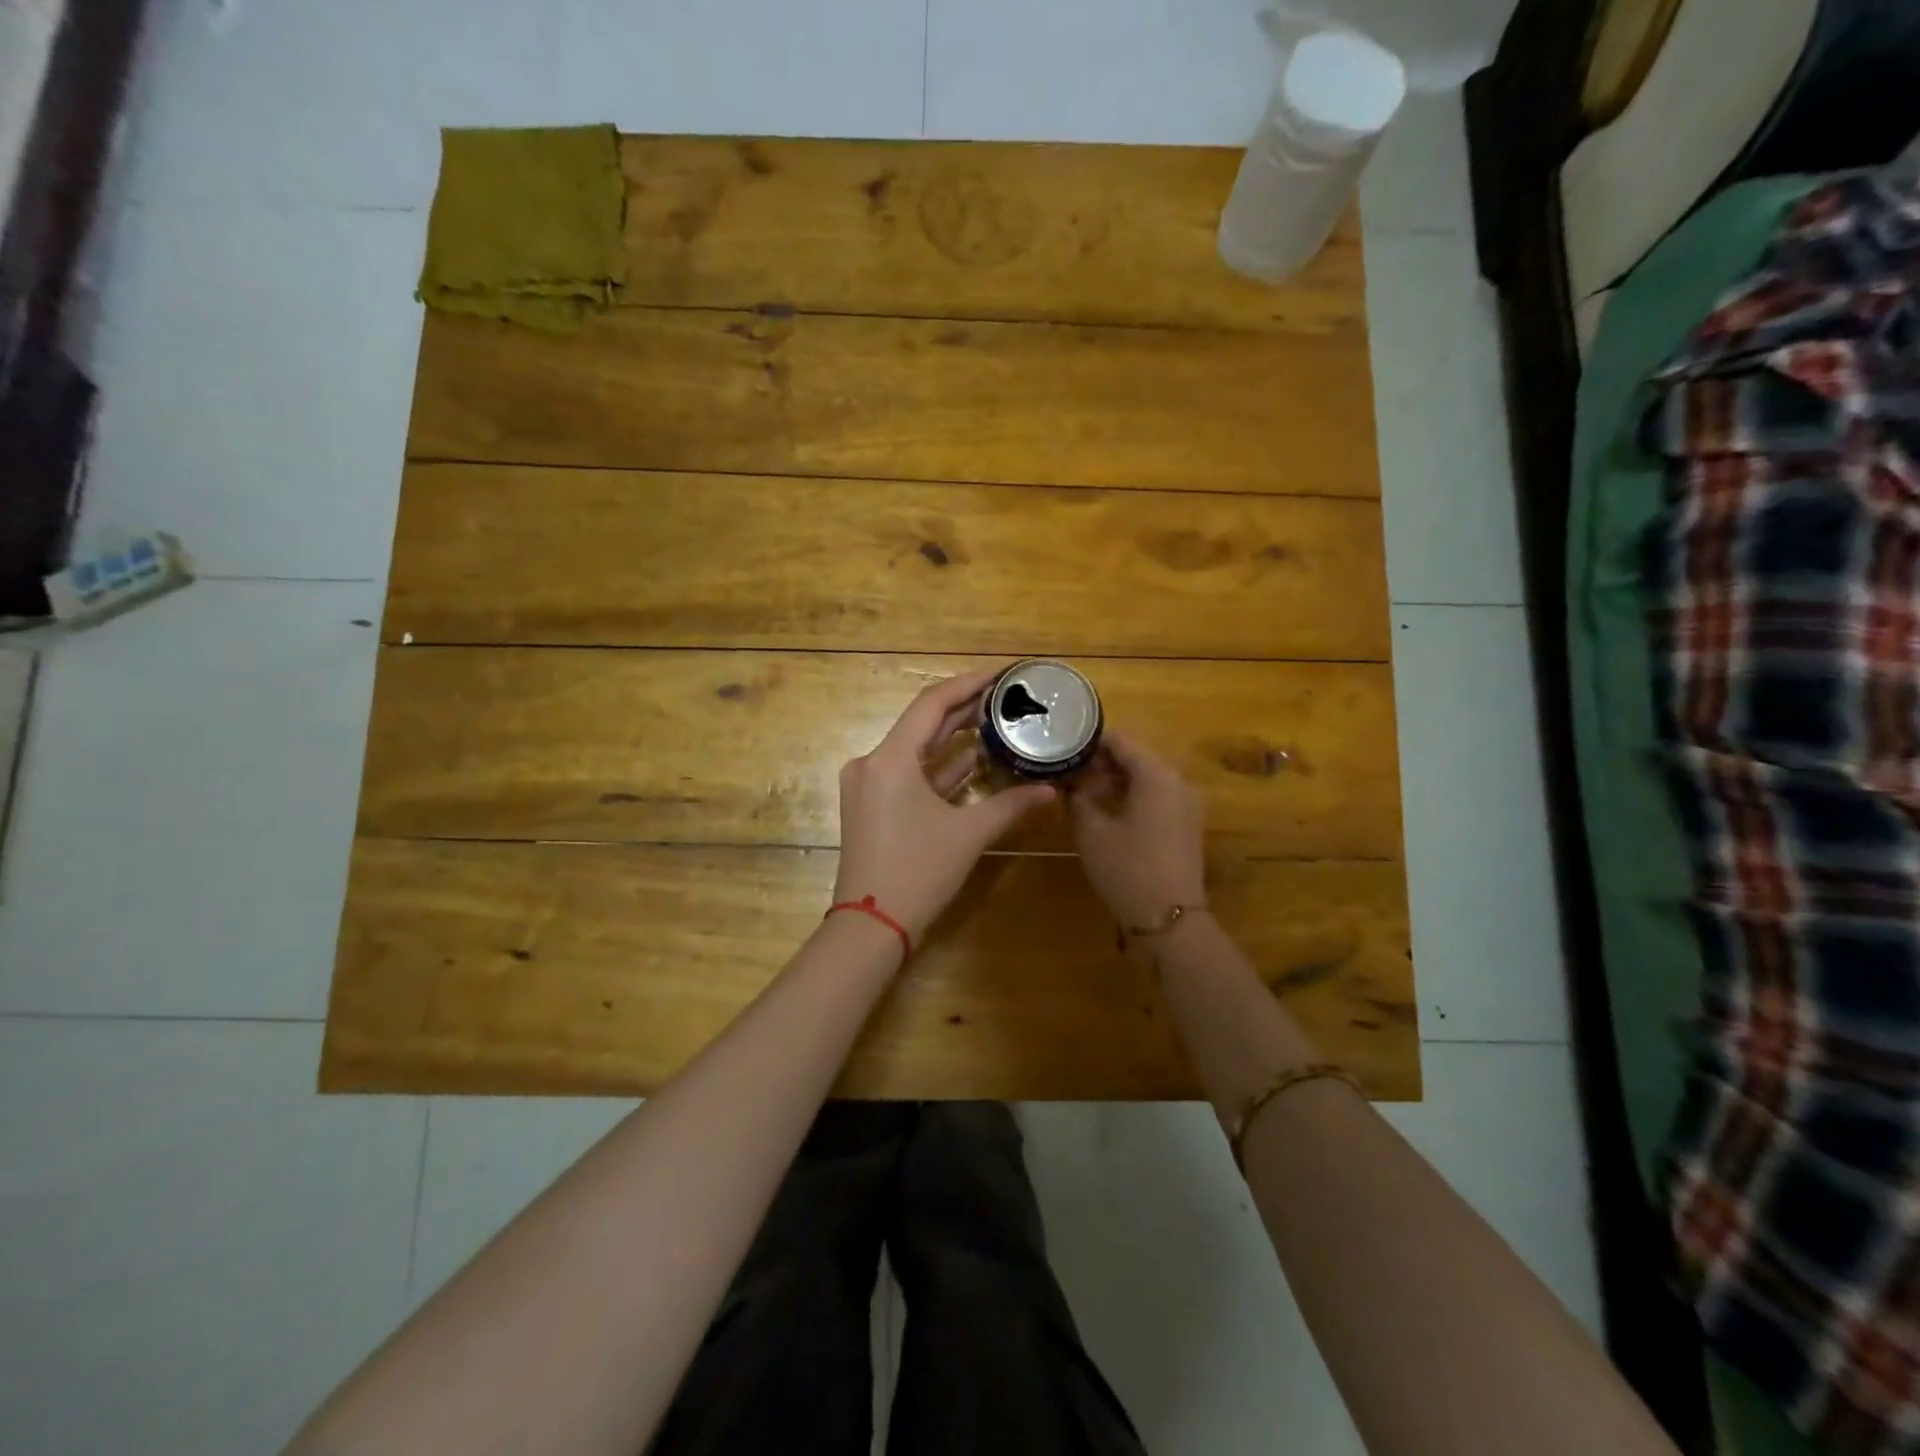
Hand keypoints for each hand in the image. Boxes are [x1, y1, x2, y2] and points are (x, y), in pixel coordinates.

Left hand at [834, 667, 1057, 944]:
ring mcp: (869, 786)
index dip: (969, 683)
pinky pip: (909, 775)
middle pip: (923, 724)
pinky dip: (940, 769)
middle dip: (965, 709)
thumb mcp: (968, 835)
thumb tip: (1049, 789)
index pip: (932, 703)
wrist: (870, 928)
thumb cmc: (918, 873)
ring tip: (996, 722)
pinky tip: (974, 761)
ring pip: (916, 750)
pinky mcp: (872, 807)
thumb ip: (1010, 805)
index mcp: (890, 759)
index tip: (1001, 673)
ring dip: (954, 739)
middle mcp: (872, 763)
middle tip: (1006, 696)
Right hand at [1067, 730, 1207, 928]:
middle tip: (1068, 770)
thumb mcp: (1091, 831)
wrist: (1169, 919)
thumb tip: (1068, 782)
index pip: (1121, 740)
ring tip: (1081, 790)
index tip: (1063, 744)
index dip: (1090, 740)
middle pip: (1136, 756)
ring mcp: (1186, 803)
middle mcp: (1177, 781)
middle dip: (1101, 761)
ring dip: (1115, 779)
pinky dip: (1132, 795)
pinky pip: (1156, 795)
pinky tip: (1105, 809)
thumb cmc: (1127, 869)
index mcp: (1156, 775)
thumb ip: (1077, 798)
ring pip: (1146, 776)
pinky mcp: (1186, 823)